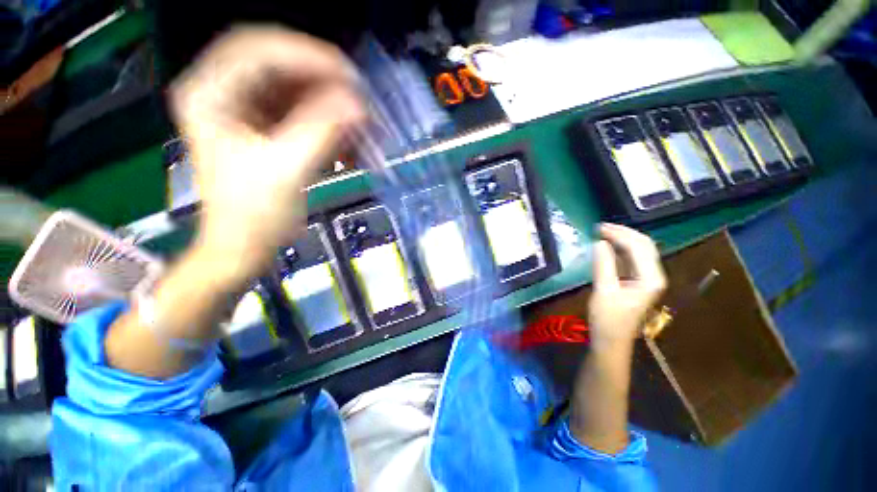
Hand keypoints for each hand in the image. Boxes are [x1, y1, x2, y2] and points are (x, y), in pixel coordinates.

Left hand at [170, 26, 365, 277]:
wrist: (244, 246)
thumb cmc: (255, 214)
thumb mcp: (288, 170)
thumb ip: (323, 131)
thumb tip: (358, 105)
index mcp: (210, 94)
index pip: (259, 50)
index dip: (308, 56)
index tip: (350, 78)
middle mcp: (223, 92)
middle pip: (277, 64)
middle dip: (322, 79)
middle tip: (357, 98)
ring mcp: (245, 109)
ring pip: (293, 89)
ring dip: (328, 104)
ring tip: (357, 125)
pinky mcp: (265, 128)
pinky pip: (300, 112)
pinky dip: (326, 123)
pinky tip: (345, 142)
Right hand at [588, 223, 666, 348]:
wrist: (611, 341)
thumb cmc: (608, 319)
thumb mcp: (603, 291)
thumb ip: (603, 265)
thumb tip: (599, 242)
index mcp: (650, 278)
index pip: (639, 247)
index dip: (619, 234)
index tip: (598, 228)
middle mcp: (653, 275)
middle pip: (643, 245)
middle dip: (623, 233)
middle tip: (600, 227)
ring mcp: (646, 279)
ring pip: (638, 251)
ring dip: (621, 240)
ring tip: (602, 233)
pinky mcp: (636, 282)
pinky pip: (631, 259)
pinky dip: (619, 250)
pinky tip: (607, 247)